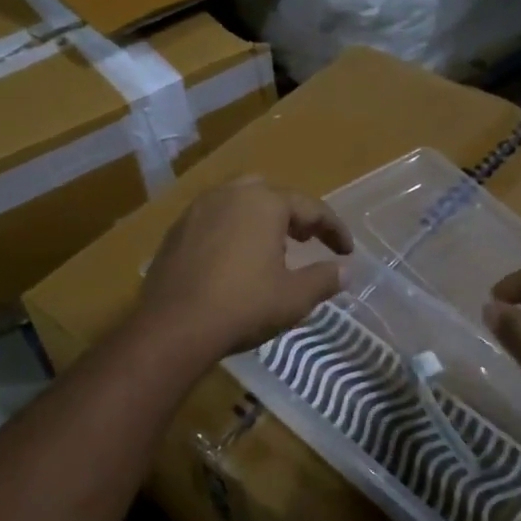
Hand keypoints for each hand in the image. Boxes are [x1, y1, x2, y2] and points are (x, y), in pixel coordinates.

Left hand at [136, 179, 352, 361]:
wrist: (173, 326)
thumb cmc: (243, 305)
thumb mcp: (294, 297)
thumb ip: (324, 278)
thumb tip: (346, 270)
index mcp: (264, 202)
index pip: (311, 208)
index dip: (334, 230)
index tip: (347, 251)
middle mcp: (230, 194)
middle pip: (271, 196)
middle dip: (293, 215)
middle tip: (306, 240)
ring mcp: (198, 209)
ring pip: (238, 203)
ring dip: (260, 221)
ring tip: (271, 249)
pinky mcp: (176, 230)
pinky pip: (213, 220)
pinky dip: (232, 232)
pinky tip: (234, 260)